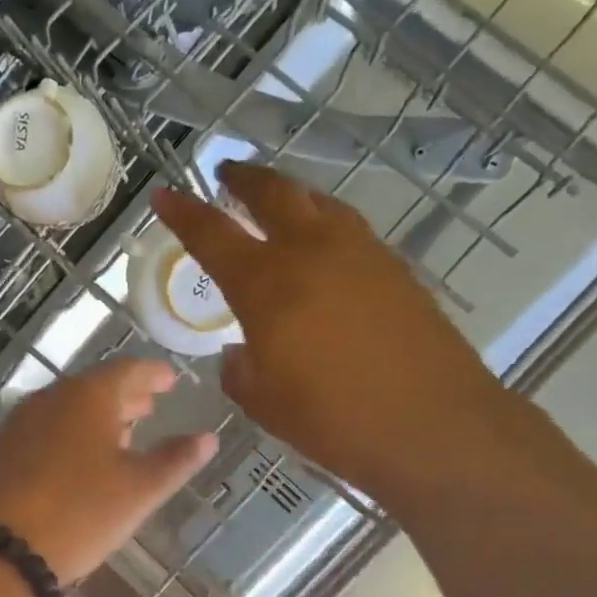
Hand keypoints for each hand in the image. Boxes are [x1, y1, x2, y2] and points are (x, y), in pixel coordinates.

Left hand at [0, 357, 217, 582]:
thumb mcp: (139, 489)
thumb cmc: (80, 512)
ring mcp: (22, 422)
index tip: (171, 379)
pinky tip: (81, 457)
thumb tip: (208, 437)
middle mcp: (52, 397)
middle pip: (95, 387)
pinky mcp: (4, 449)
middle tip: (150, 405)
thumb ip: (176, 460)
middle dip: (126, 395)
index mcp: (88, 396)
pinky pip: (48, 428)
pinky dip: (72, 433)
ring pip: (69, 408)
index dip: (153, 374)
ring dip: (98, 415)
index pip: (128, 370)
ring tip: (123, 431)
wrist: (0, 548)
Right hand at [150, 162, 515, 503]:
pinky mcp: (394, 268)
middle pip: (273, 194)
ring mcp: (360, 253)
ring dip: (288, 193)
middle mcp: (311, 252)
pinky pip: (347, 227)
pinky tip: (321, 244)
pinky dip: (323, 221)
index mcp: (266, 285)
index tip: (163, 194)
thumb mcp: (263, 402)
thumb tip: (240, 351)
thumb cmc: (334, 420)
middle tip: (226, 173)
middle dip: (244, 179)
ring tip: (275, 199)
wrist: (433, 424)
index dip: (183, 212)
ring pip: (317, 202)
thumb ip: (239, 369)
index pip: (212, 234)